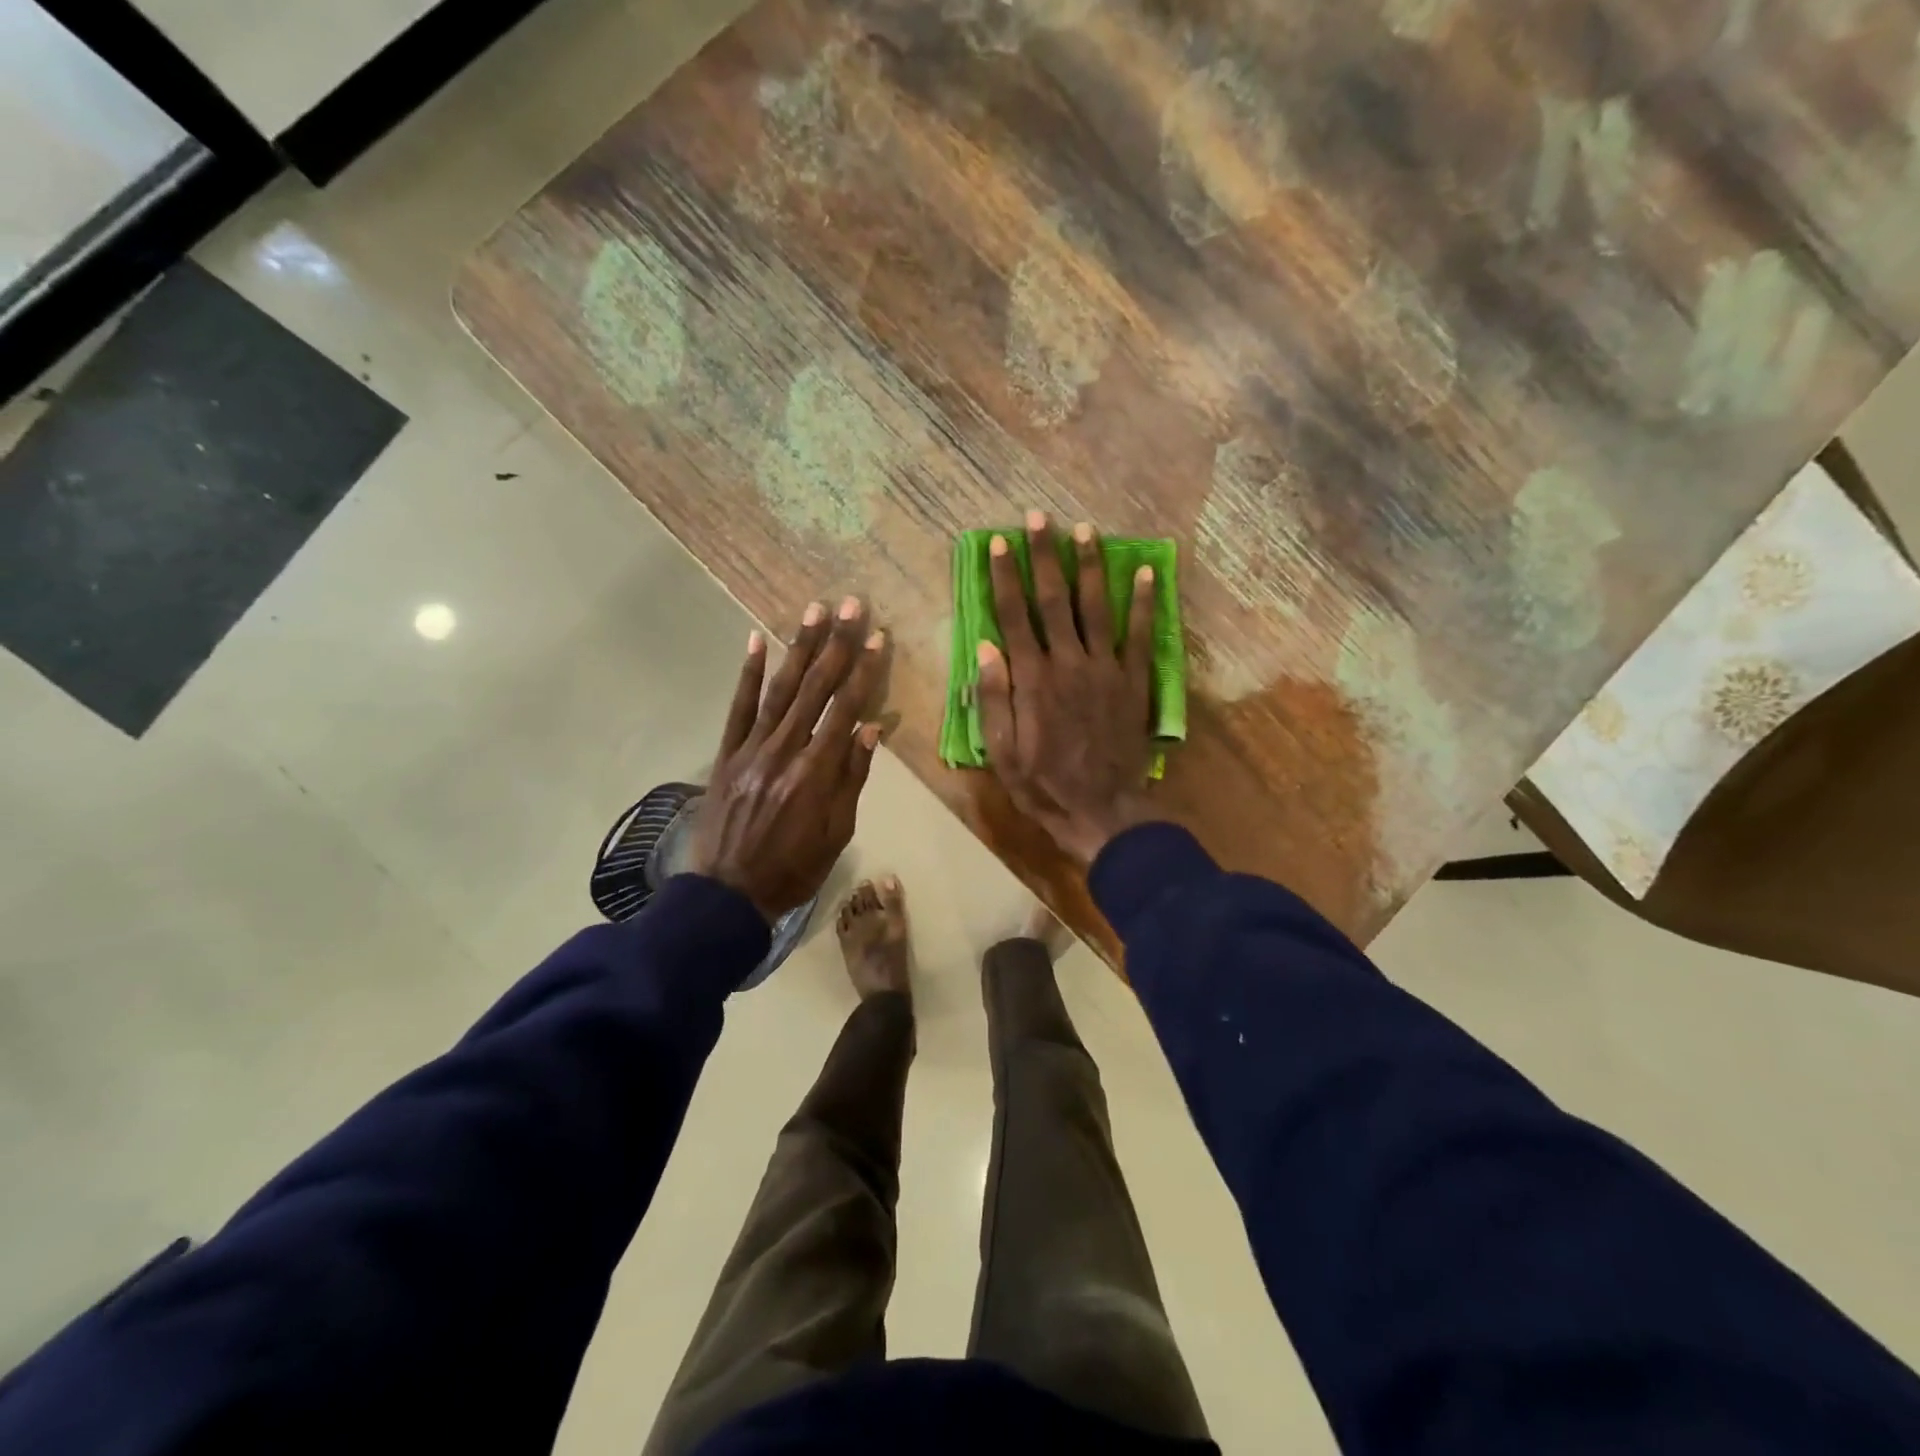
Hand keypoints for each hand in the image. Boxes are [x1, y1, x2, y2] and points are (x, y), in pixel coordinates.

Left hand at [688, 597, 885, 921]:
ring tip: (813, 610)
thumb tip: (872, 727)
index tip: (877, 636)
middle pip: (815, 689)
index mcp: (816, 773)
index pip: (845, 710)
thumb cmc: (793, 869)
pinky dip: (749, 674)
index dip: (863, 671)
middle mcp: (784, 751)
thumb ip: (853, 777)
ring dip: (798, 647)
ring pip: (779, 690)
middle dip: (835, 644)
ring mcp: (751, 749)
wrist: (727, 895)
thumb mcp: (836, 833)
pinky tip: (757, 640)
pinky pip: (738, 708)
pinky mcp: (727, 754)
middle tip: (850, 604)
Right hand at [976, 512, 1158, 868]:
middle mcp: (1069, 663)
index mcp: (1033, 679)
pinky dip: (1144, 603)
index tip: (998, 544)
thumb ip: (994, 699)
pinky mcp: (1134, 682)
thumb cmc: (1044, 784)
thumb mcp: (1002, 752)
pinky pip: (1140, 635)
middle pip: (1054, 600)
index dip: (1004, 578)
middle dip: (1045, 556)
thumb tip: (985, 648)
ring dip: (1090, 567)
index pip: (1014, 617)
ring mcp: (1106, 669)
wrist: (1102, 810)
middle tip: (1039, 519)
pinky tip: (1145, 573)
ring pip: (1096, 607)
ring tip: (1085, 530)